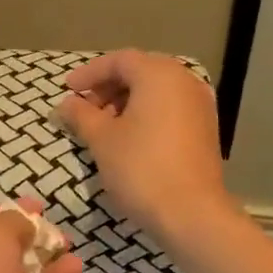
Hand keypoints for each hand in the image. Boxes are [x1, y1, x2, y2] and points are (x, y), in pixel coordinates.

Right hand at [53, 49, 238, 249]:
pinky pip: (170, 108)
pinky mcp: (206, 128)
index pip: (118, 60)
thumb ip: (81, 115)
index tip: (68, 91)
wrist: (191, 213)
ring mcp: (200, 105)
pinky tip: (129, 138)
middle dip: (108, 87)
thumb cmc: (140, 168)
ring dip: (126, 101)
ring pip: (156, 91)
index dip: (89, 73)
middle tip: (85, 108)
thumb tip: (67, 103)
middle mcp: (184, 81)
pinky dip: (147, 114)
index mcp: (159, 75)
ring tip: (103, 126)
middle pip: (140, 71)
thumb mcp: (102, 140)